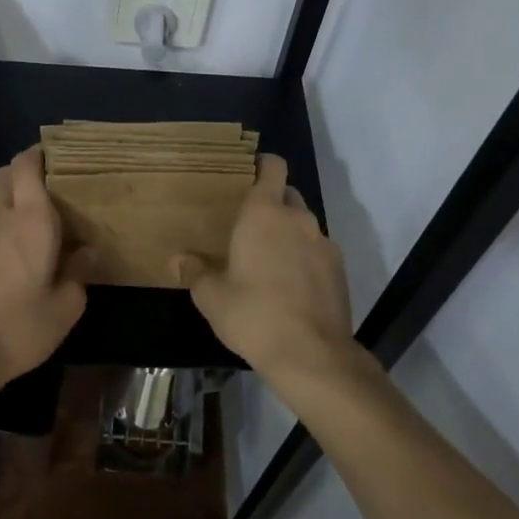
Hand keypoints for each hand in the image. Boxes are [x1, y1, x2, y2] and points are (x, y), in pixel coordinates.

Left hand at [0, 146, 88, 394]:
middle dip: (28, 170)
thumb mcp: (66, 305)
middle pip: (6, 173)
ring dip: (17, 194)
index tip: (64, 155)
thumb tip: (87, 252)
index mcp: (30, 218)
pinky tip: (27, 242)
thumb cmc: (20, 324)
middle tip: (58, 184)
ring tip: (47, 214)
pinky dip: (7, 217)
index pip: (26, 165)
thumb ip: (79, 272)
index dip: (41, 153)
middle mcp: (2, 216)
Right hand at [176, 155, 358, 388]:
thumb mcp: (212, 297)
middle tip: (251, 224)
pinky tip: (293, 284)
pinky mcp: (339, 267)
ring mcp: (323, 242)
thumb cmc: (253, 315)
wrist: (311, 353)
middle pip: (288, 194)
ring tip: (271, 259)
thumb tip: (179, 259)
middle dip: (273, 202)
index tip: (250, 173)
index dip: (263, 165)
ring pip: (304, 223)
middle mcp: (297, 218)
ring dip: (290, 232)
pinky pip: (318, 249)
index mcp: (264, 213)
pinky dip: (306, 256)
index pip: (273, 167)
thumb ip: (195, 272)